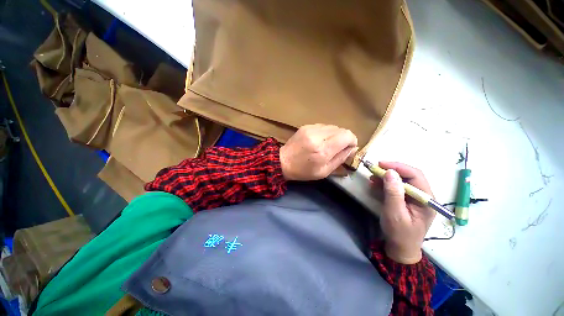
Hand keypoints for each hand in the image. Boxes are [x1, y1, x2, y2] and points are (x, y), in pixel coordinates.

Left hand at [280, 124, 357, 180]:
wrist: (283, 161)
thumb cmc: (303, 171)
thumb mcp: (324, 171)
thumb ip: (340, 159)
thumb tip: (352, 148)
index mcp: (323, 150)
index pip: (347, 136)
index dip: (352, 141)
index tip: (349, 149)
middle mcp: (318, 136)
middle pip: (341, 130)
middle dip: (344, 139)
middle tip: (338, 148)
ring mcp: (311, 129)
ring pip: (333, 126)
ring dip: (335, 135)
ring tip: (327, 145)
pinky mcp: (306, 126)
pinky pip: (323, 126)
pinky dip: (326, 133)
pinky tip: (319, 140)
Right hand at [371, 162, 435, 263]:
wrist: (400, 248)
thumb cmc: (399, 233)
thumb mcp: (394, 213)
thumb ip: (393, 193)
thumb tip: (390, 172)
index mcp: (426, 200)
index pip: (416, 176)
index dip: (398, 167)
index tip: (381, 164)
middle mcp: (423, 196)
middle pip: (409, 176)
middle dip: (392, 170)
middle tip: (375, 169)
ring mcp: (415, 198)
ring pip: (402, 180)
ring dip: (387, 177)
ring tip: (372, 177)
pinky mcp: (407, 200)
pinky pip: (397, 187)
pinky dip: (386, 184)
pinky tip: (375, 184)